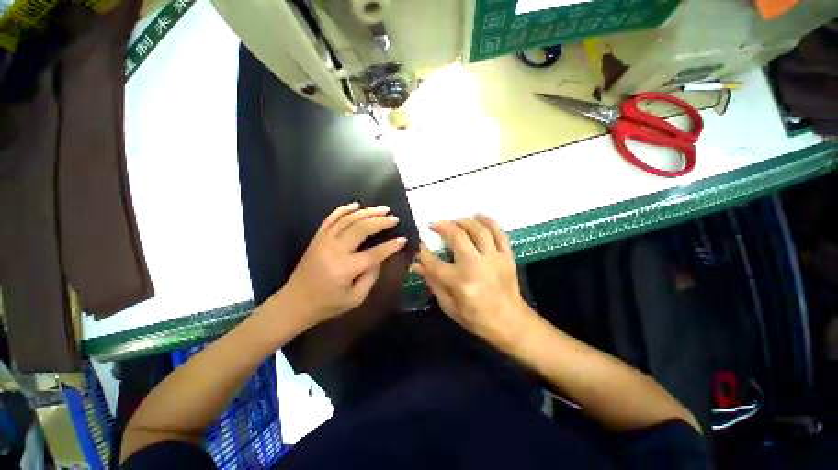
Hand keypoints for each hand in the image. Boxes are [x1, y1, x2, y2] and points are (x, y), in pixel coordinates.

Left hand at [281, 203, 407, 327]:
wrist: (294, 303)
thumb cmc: (327, 304)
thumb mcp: (356, 298)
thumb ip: (371, 277)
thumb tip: (379, 259)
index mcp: (346, 268)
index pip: (374, 253)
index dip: (391, 246)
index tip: (403, 239)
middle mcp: (335, 250)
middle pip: (361, 229)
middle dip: (380, 221)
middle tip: (394, 218)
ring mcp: (324, 241)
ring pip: (348, 220)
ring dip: (367, 212)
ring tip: (382, 209)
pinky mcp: (317, 238)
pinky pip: (331, 219)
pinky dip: (343, 209)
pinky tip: (355, 205)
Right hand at [413, 215, 533, 348]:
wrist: (510, 322)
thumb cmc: (477, 318)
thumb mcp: (449, 306)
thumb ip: (433, 283)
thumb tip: (417, 265)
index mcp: (459, 281)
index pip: (434, 261)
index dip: (422, 251)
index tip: (418, 243)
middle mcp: (476, 265)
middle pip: (457, 236)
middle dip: (442, 227)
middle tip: (434, 224)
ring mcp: (494, 258)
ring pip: (478, 230)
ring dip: (464, 221)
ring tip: (454, 220)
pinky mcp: (507, 256)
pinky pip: (499, 233)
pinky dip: (488, 221)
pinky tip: (478, 216)